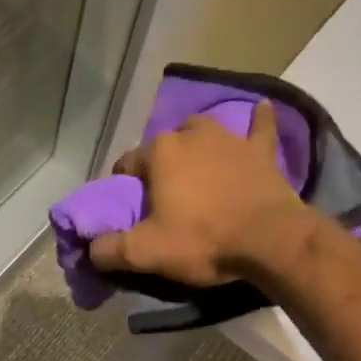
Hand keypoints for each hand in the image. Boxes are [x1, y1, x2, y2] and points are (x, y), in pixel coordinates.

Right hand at [89, 100, 315, 286]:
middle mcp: (191, 135)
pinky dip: (258, 119)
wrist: (269, 239)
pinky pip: (259, 127)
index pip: (128, 164)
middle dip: (161, 164)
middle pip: (166, 145)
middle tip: (167, 196)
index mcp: (159, 153)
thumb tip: (90, 249)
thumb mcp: (147, 252)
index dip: (125, 187)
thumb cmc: (203, 240)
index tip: (131, 210)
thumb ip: (110, 250)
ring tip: (198, 166)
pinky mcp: (261, 151)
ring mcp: (229, 139)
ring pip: (204, 131)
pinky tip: (261, 108)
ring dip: (197, 143)